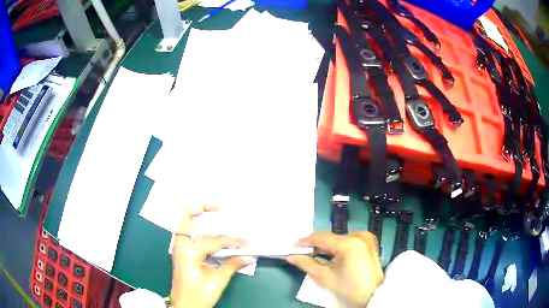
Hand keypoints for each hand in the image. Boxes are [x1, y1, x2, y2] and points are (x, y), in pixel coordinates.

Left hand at [170, 205, 253, 307]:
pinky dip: (204, 234)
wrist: (183, 307)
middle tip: (219, 206)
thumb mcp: (216, 282)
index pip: (214, 241)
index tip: (247, 243)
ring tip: (220, 218)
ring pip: (189, 227)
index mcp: (187, 252)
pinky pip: (193, 238)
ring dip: (203, 221)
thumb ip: (231, 265)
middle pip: (186, 218)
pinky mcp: (184, 255)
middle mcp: (181, 246)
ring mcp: (180, 249)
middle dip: (200, 207)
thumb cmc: (198, 296)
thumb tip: (249, 256)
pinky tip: (216, 238)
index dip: (233, 241)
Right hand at [287, 232, 383, 307]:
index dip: (305, 241)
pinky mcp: (370, 243)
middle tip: (302, 252)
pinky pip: (349, 241)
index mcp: (349, 243)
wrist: (372, 295)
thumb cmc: (348, 288)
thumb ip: (306, 264)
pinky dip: (339, 247)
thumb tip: (291, 256)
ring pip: (339, 239)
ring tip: (315, 255)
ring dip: (327, 247)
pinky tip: (332, 255)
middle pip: (331, 238)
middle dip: (316, 245)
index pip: (321, 238)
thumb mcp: (324, 277)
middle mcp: (359, 235)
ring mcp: (366, 238)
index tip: (292, 246)